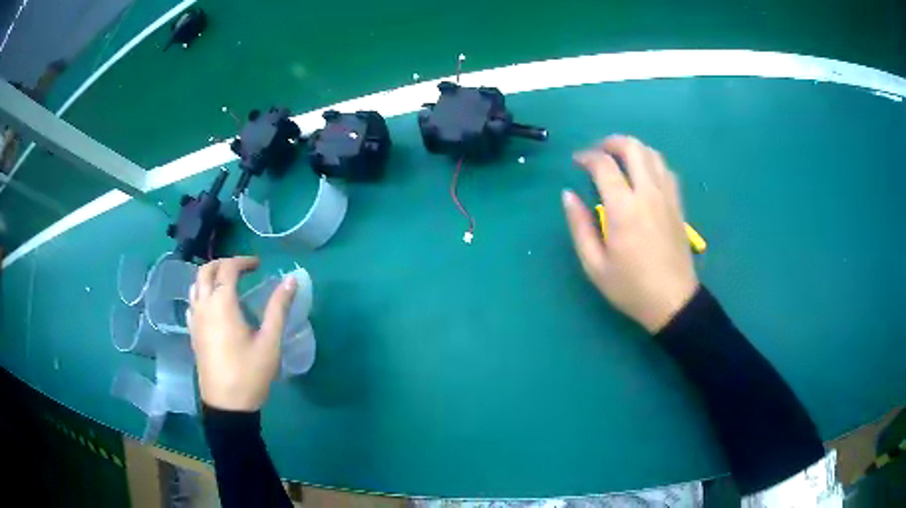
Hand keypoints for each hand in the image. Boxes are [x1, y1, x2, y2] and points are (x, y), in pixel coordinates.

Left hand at [188, 256, 297, 410]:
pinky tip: (213, 306)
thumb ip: (278, 308)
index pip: (227, 268)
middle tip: (242, 270)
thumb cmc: (249, 373)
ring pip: (195, 285)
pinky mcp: (193, 333)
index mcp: (222, 304)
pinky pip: (192, 303)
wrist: (227, 406)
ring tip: (227, 284)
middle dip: (223, 264)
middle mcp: (204, 306)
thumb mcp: (269, 342)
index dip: (243, 261)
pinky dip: (202, 293)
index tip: (259, 265)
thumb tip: (291, 280)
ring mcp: (195, 320)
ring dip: (210, 276)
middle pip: (206, 271)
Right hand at [563, 136, 698, 332]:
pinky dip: (651, 162)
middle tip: (598, 152)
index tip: (576, 162)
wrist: (672, 301)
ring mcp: (667, 197)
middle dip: (611, 142)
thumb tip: (568, 195)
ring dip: (633, 149)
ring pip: (652, 153)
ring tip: (619, 159)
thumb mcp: (594, 265)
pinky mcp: (678, 204)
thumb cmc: (630, 287)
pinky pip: (666, 170)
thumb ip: (579, 226)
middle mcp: (647, 194)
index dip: (587, 157)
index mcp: (624, 209)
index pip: (604, 165)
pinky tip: (643, 174)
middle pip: (633, 147)